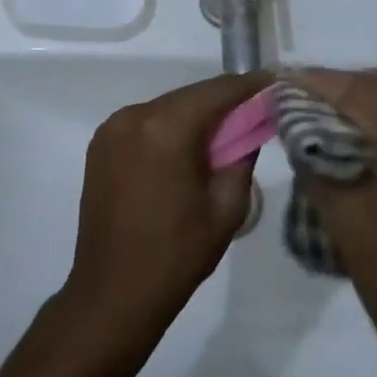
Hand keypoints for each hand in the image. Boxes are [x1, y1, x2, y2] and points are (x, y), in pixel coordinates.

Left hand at [57, 72, 268, 368]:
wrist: (113, 293)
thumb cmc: (176, 255)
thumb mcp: (226, 207)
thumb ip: (242, 156)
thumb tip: (251, 125)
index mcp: (166, 128)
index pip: (217, 91)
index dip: (249, 85)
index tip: (275, 83)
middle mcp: (134, 116)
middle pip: (190, 96)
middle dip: (223, 102)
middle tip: (255, 111)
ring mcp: (112, 128)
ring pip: (167, 108)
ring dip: (195, 116)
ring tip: (223, 134)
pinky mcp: (101, 144)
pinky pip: (145, 123)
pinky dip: (169, 128)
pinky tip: (186, 150)